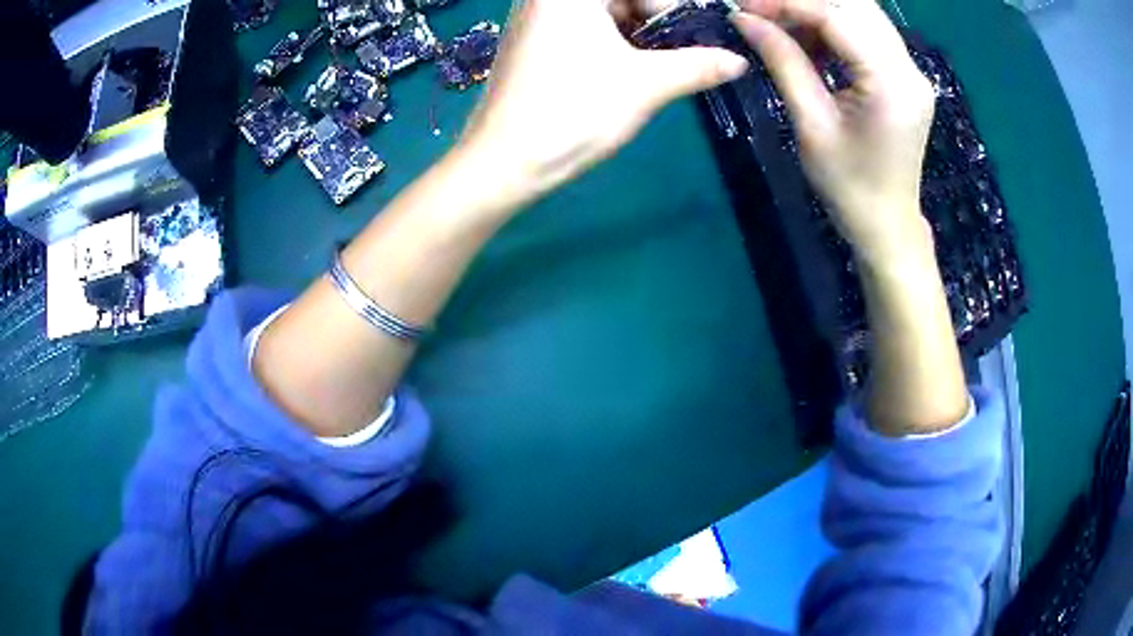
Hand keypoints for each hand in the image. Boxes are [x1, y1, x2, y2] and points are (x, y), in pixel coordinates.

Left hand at [458, 0, 749, 205]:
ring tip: (660, 65)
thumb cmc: (574, 112)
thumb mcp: (646, 85)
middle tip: (683, 52)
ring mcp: (535, 17)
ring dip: (636, 33)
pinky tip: (627, 68)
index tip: (698, 37)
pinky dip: (610, 41)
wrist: (503, 163)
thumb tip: (739, 61)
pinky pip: (581, 27)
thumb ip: (697, 65)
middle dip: (656, 21)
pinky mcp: (530, 41)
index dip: (673, 10)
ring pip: (602, 13)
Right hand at [731, 0, 936, 263]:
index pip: (836, 16)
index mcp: (891, 85)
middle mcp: (910, 69)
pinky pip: (868, 33)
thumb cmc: (848, 186)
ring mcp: (912, 71)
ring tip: (781, 27)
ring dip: (818, 11)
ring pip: (861, 13)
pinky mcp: (907, 76)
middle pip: (854, 5)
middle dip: (803, 2)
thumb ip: (783, 62)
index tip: (745, 7)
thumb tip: (744, 19)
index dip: (787, 3)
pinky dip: (835, 28)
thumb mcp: (811, 124)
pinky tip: (810, 42)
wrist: (887, 224)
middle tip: (761, 12)